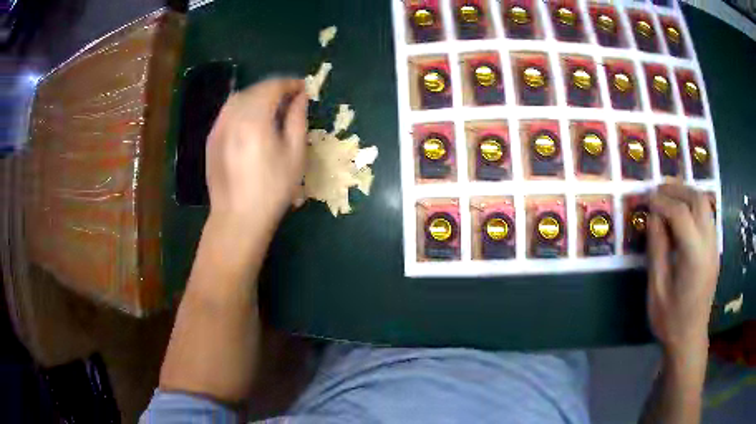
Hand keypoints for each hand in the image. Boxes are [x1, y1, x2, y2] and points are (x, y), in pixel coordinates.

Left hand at [206, 78, 307, 228]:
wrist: (237, 217)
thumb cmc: (272, 190)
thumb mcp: (295, 155)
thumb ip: (298, 119)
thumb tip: (301, 97)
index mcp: (255, 119)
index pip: (273, 87)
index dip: (290, 83)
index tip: (303, 88)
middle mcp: (232, 117)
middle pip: (254, 89)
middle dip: (274, 88)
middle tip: (291, 98)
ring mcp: (218, 127)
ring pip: (238, 98)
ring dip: (257, 96)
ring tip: (272, 107)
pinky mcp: (211, 139)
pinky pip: (227, 112)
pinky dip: (243, 108)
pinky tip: (252, 121)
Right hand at [648, 183, 718, 356]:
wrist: (690, 338)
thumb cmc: (670, 319)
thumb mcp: (657, 289)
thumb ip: (657, 250)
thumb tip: (653, 217)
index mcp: (694, 257)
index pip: (681, 214)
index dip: (662, 202)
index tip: (647, 200)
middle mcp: (709, 245)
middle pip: (698, 200)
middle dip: (677, 189)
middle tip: (658, 191)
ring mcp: (714, 246)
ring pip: (705, 204)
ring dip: (687, 194)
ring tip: (669, 197)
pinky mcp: (714, 249)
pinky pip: (707, 215)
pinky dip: (694, 206)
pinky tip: (681, 214)